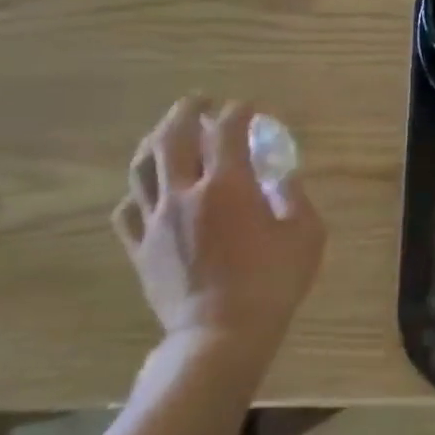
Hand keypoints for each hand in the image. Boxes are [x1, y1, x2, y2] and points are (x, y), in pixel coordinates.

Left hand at [112, 97, 325, 379]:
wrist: (221, 332)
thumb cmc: (273, 281)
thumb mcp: (306, 235)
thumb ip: (294, 198)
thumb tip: (282, 178)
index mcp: (228, 187)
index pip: (228, 134)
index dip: (238, 113)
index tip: (248, 106)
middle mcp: (184, 195)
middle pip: (173, 139)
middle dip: (187, 113)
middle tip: (200, 102)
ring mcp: (155, 221)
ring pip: (142, 168)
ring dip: (155, 141)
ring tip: (167, 132)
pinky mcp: (139, 248)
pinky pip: (128, 210)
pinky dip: (139, 191)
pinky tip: (148, 190)